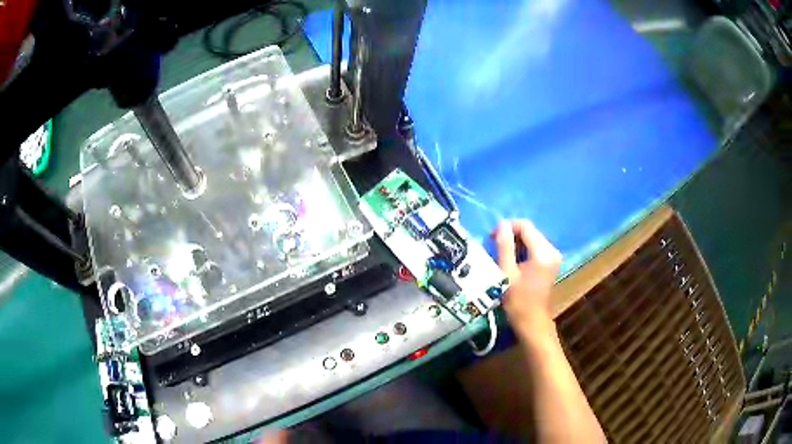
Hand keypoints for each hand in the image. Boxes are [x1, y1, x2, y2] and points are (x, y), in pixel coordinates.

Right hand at [493, 220, 561, 334]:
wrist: (532, 322)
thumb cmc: (517, 301)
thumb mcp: (507, 272)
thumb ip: (505, 246)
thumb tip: (501, 224)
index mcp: (543, 252)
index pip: (525, 226)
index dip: (507, 227)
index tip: (492, 237)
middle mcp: (552, 250)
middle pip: (530, 231)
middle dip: (511, 234)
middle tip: (494, 246)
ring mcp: (553, 256)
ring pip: (532, 238)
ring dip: (516, 242)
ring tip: (502, 254)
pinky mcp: (551, 262)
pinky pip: (535, 247)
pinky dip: (523, 249)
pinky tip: (513, 260)